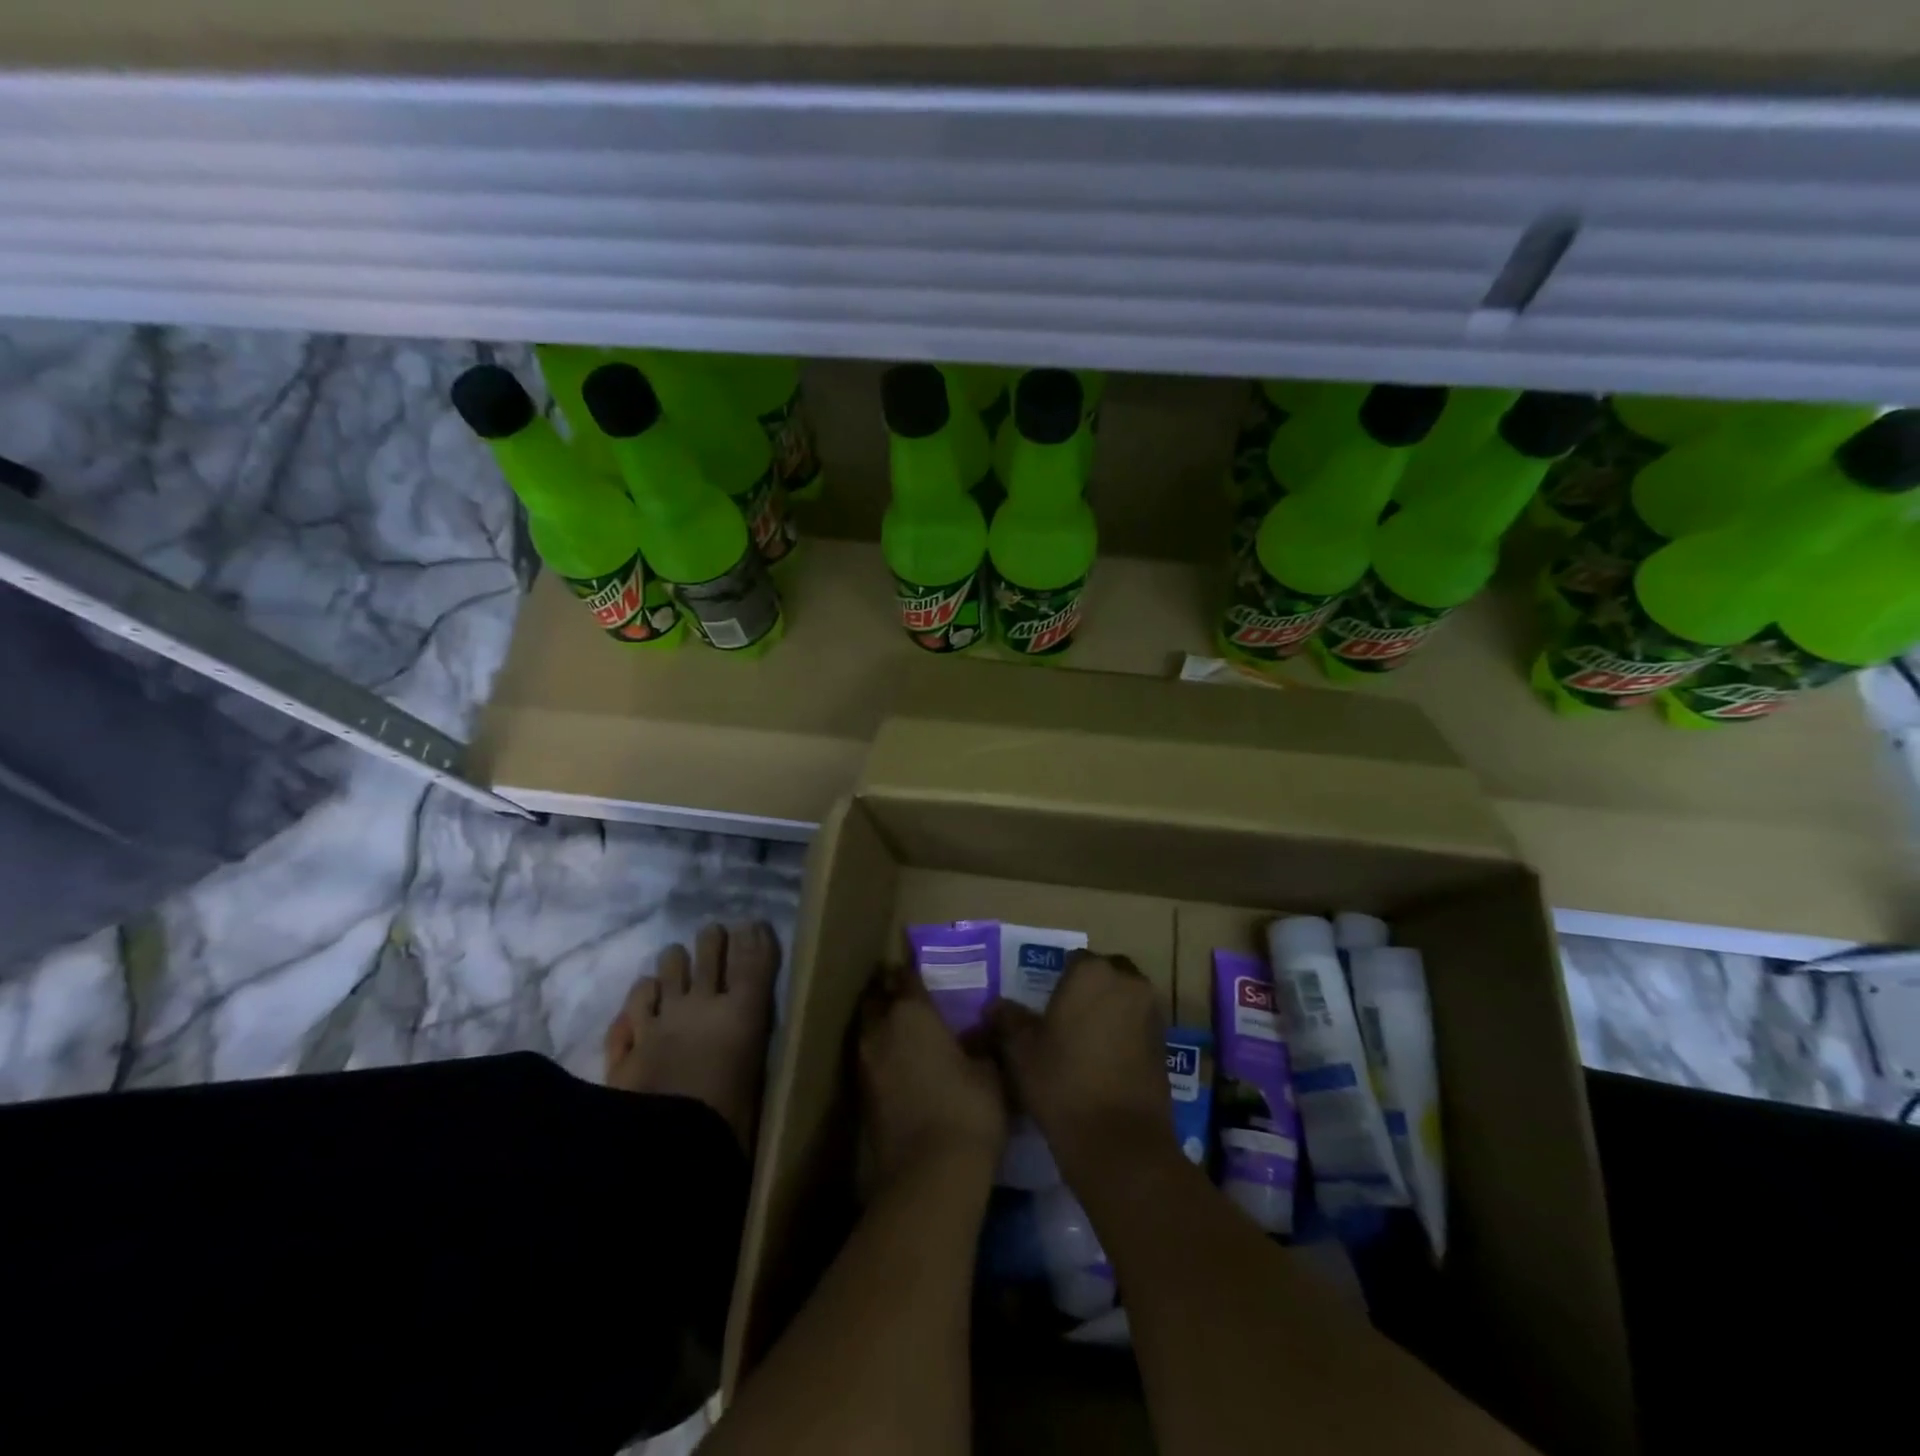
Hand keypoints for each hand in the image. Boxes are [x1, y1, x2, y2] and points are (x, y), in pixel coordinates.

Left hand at [858, 962, 1007, 1191]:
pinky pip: (869, 1058)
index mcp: (911, 1012)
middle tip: (908, 994)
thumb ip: (981, 1042)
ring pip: (868, 1028)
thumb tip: (980, 1027)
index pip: (905, 976)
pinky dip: (881, 1053)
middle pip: (876, 998)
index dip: (911, 969)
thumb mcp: (989, 1071)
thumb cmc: (967, 1109)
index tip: (919, 965)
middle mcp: (881, 1030)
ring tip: (905, 1028)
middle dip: (888, 991)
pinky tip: (901, 1063)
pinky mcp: (861, 1095)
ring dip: (881, 1023)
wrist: (929, 1175)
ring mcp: (865, 1063)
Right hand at [988, 951, 1172, 1182]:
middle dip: (1088, 990)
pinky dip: (1124, 1034)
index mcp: (1092, 972)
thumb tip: (996, 1006)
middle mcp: (1128, 982)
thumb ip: (1008, 1020)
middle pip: (1105, 974)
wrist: (1120, 1141)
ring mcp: (1151, 1013)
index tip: (1044, 1005)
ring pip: (1125, 999)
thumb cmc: (1063, 1083)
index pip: (1073, 960)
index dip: (1057, 981)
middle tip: (1064, 1019)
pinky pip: (1138, 1025)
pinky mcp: (1165, 1044)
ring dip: (1108, 1010)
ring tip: (1083, 1042)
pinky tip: (1103, 1062)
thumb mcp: (1021, 1051)